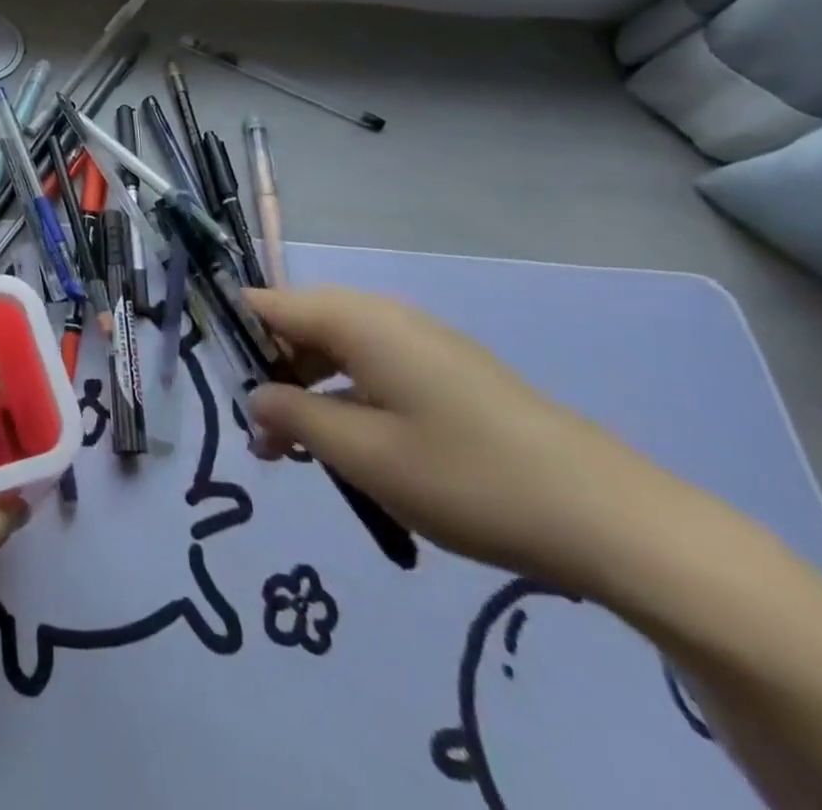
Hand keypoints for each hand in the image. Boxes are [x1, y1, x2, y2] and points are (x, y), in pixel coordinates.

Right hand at [243, 286, 699, 599]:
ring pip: (336, 350)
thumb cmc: (466, 477)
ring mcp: (420, 342)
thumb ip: (293, 419)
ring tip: (300, 455)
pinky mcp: (447, 371)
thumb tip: (255, 398)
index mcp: (357, 320)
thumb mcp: (362, 455)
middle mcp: (384, 316)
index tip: (212, 378)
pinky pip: (373, 368)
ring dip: (307, 393)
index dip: (230, 332)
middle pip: (300, 326)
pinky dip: (347, 399)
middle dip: (269, 375)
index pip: (267, 303)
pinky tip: (354, 450)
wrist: (609, 516)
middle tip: (261, 441)